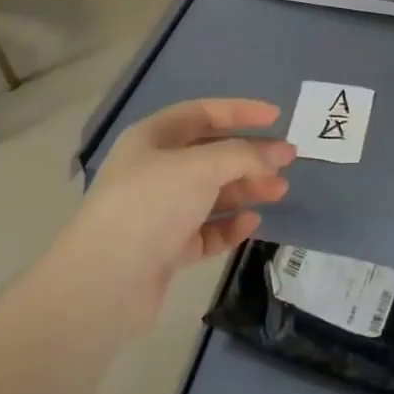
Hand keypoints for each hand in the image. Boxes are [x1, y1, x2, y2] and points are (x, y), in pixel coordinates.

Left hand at [61, 98, 294, 327]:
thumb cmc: (152, 204)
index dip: (240, 111)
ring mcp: (158, 211)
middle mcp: (154, 169)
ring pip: (210, 193)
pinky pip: (204, 230)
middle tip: (287, 161)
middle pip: (211, 154)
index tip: (277, 117)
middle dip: (250, 156)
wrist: (105, 282)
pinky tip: (251, 223)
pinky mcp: (164, 249)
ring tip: (279, 192)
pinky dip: (228, 225)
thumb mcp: (202, 166)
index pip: (203, 113)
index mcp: (153, 138)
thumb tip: (279, 155)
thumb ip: (245, 155)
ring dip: (245, 189)